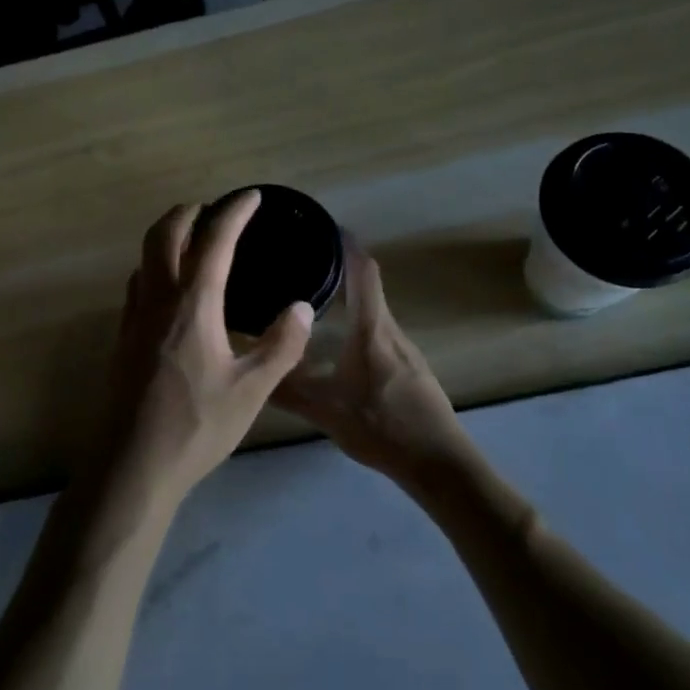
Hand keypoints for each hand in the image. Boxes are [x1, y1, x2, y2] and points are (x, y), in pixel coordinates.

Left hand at [93, 192, 314, 521]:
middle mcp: (158, 300)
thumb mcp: (252, 391)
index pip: (214, 241)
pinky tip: (171, 290)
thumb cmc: (197, 426)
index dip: (233, 212)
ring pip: (145, 257)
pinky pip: (138, 284)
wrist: (133, 465)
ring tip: (193, 241)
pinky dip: (156, 266)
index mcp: (193, 305)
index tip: (250, 196)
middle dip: (188, 211)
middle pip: (164, 234)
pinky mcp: (122, 338)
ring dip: (167, 236)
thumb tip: (301, 307)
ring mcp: (133, 318)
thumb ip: (281, 345)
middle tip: (214, 209)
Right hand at [274, 244, 474, 485]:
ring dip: (349, 300)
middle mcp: (391, 330)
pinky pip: (379, 333)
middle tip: (302, 263)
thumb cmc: (382, 427)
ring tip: (314, 300)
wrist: (440, 464)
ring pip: (373, 313)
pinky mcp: (410, 369)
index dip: (346, 245)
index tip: (324, 226)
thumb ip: (287, 391)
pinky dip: (358, 324)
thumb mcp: (326, 411)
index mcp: (372, 329)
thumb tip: (249, 372)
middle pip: (367, 287)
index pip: (363, 272)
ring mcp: (405, 350)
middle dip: (339, 269)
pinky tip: (339, 344)